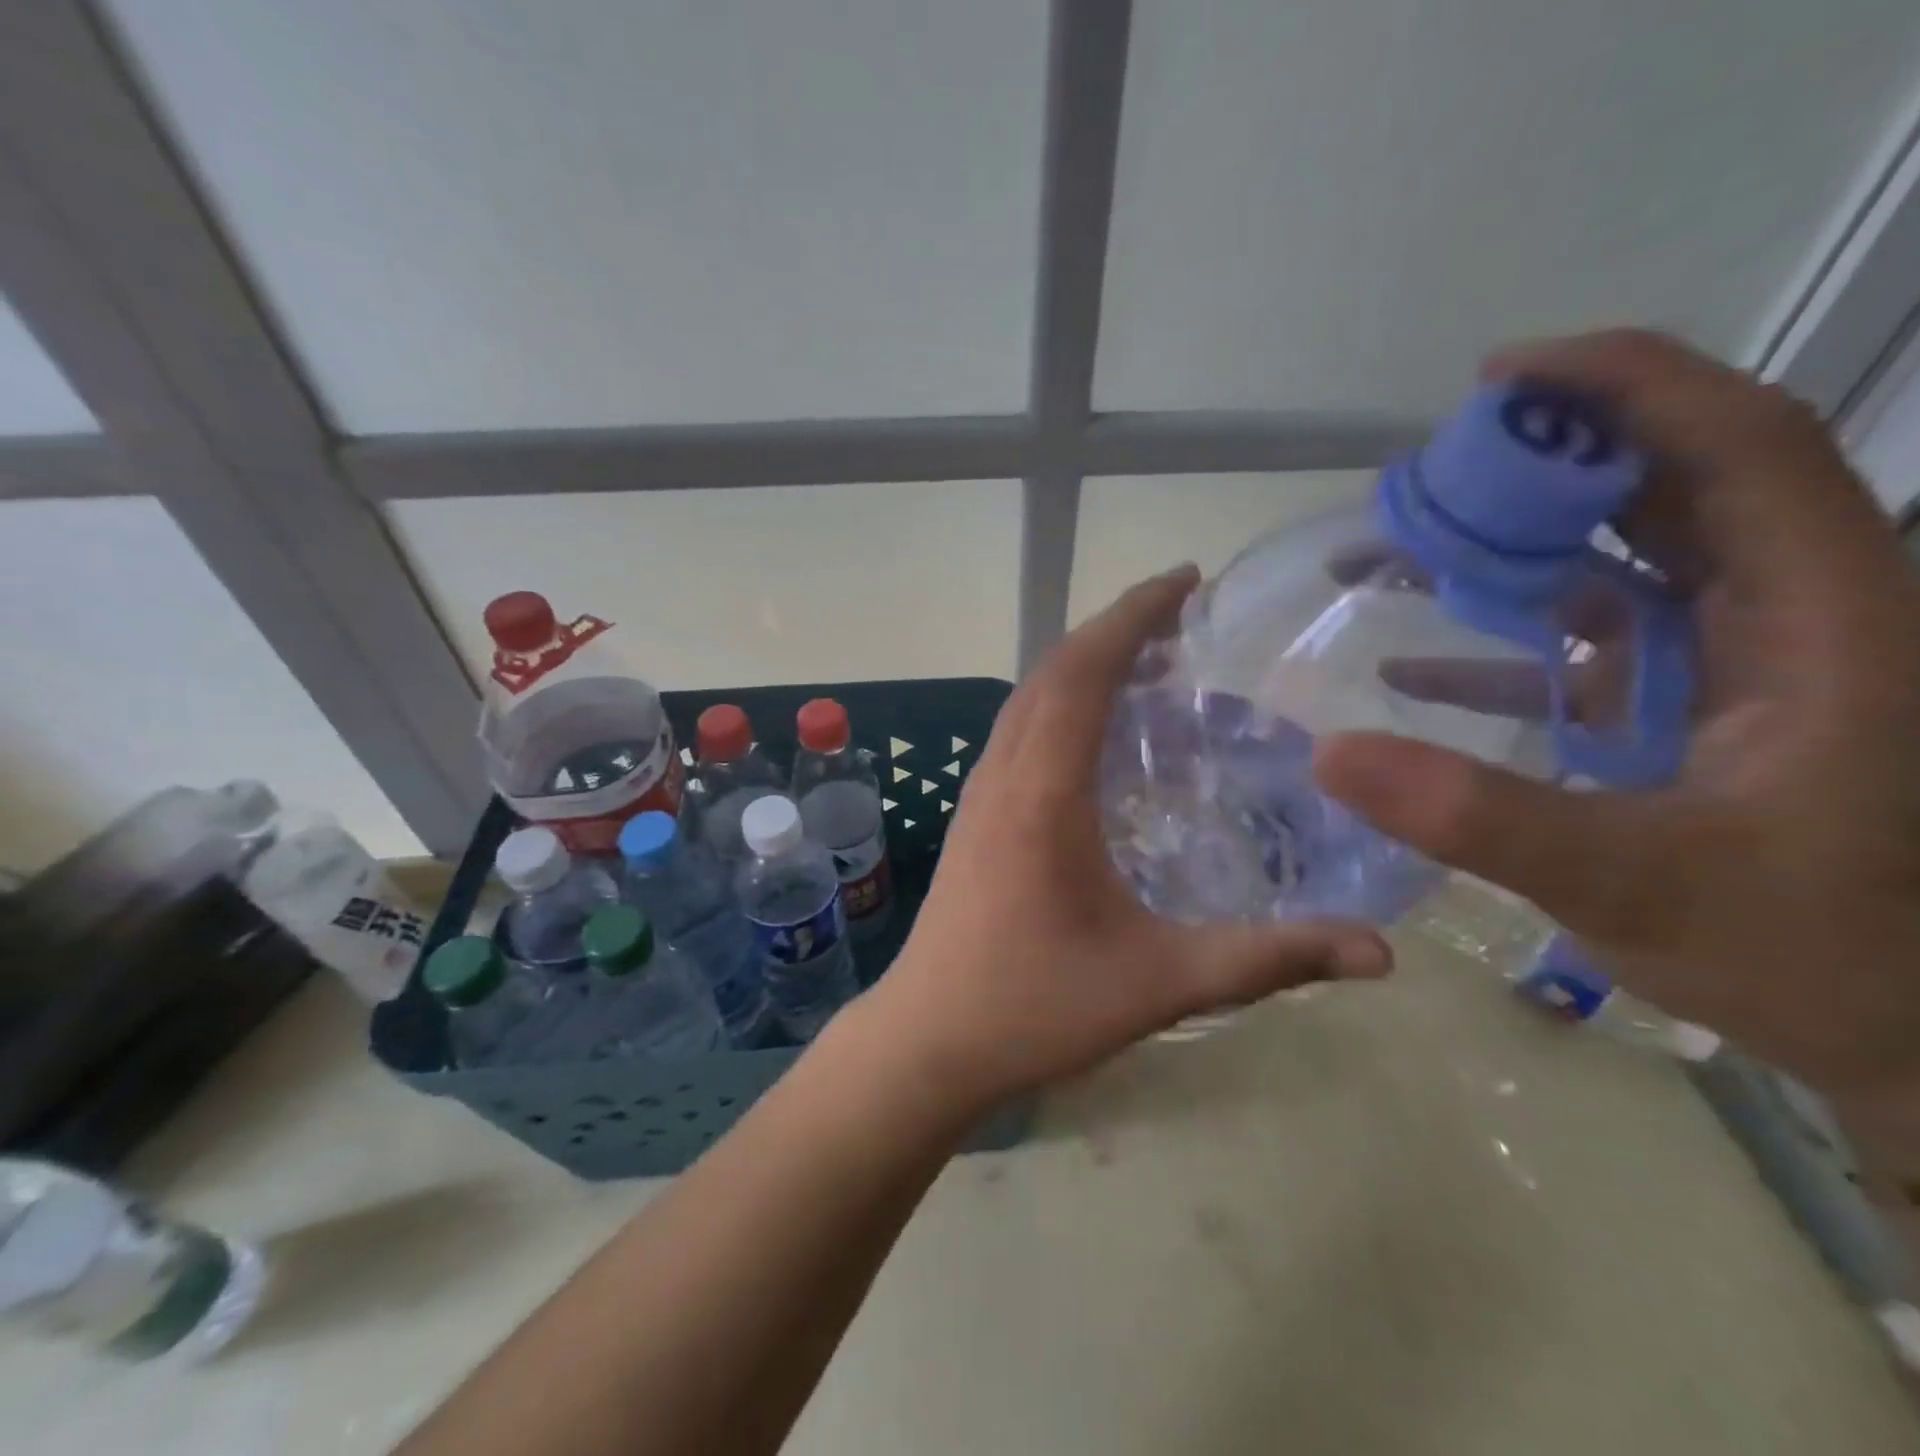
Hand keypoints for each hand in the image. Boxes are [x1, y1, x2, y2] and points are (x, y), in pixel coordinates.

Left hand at [861, 567, 1391, 1115]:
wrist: (928, 1039)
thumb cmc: (1033, 1007)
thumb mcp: (1158, 984)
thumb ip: (1267, 960)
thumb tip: (1379, 955)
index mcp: (1042, 791)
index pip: (1084, 672)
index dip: (1132, 615)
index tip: (1184, 581)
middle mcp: (1003, 774)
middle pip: (1052, 671)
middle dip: (1114, 629)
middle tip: (1182, 616)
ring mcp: (978, 793)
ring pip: (1028, 698)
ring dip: (1082, 663)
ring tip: (1148, 660)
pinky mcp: (973, 815)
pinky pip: (1017, 730)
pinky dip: (1059, 702)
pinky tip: (1096, 732)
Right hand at [1315, 329, 1919, 1102]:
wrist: (1907, 1037)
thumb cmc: (1816, 955)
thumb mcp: (1635, 883)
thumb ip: (1482, 817)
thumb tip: (1330, 754)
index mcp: (1823, 622)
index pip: (1740, 446)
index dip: (1627, 385)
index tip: (1498, 376)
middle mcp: (1788, 617)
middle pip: (1670, 487)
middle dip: (1544, 466)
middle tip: (1422, 481)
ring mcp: (1737, 664)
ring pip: (1624, 560)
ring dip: (1513, 549)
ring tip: (1400, 554)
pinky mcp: (1692, 710)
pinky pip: (1591, 642)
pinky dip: (1506, 640)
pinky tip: (1413, 669)